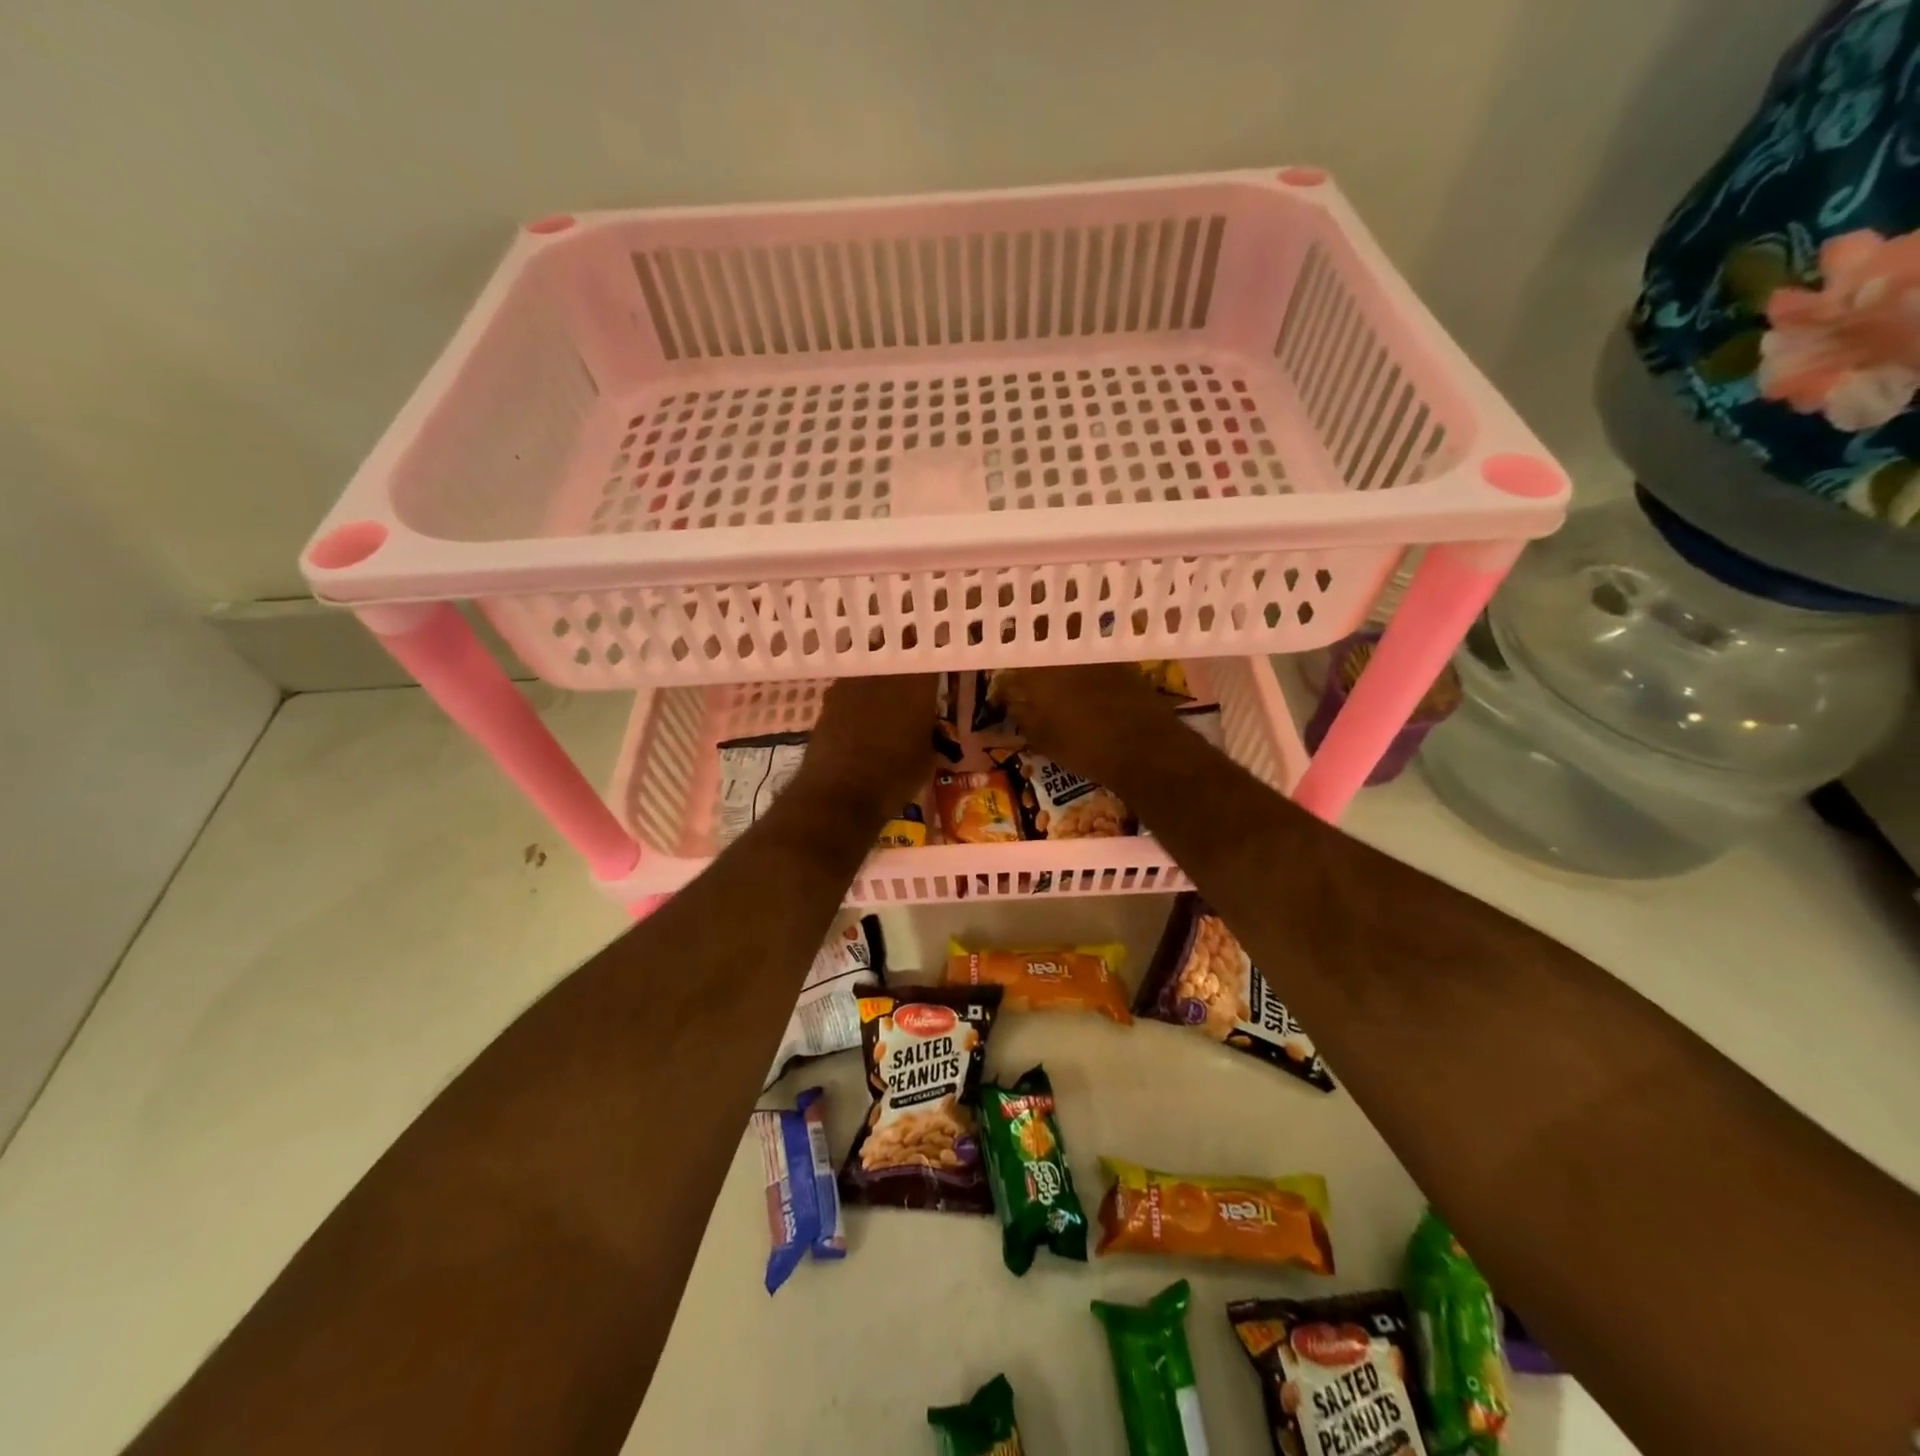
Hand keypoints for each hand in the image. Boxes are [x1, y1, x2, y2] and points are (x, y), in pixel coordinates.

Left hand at [799, 673, 939, 818]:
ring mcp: (850, 683)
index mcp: (916, 683)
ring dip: (878, 683)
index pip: (930, 661)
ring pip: (870, 672)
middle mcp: (883, 673)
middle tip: (912, 687)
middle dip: (905, 670)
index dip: (933, 666)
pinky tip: (862, 720)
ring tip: (886, 703)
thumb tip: (925, 725)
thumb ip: (929, 730)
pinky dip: (858, 701)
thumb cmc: (895, 777)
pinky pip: (850, 691)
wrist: (839, 794)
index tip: (937, 675)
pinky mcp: (827, 700)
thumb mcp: (928, 756)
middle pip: (897, 660)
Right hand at [993, 665, 1182, 791]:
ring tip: (1061, 688)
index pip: (1015, 659)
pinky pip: (1096, 664)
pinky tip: (1090, 693)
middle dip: (1037, 663)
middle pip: (1045, 651)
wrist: (1144, 748)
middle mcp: (1066, 655)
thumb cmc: (1083, 746)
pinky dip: (1090, 675)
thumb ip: (1022, 716)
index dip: (1011, 669)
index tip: (1007, 681)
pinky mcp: (1123, 664)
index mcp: (1040, 670)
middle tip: (1033, 682)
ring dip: (1064, 667)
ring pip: (1072, 655)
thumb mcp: (1042, 739)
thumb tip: (1013, 703)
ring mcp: (1097, 657)